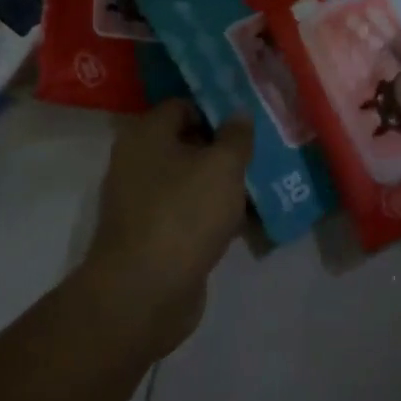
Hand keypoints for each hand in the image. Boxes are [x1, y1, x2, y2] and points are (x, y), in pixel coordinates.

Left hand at [82, 98, 251, 358]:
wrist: (144, 295)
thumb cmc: (183, 215)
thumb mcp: (223, 166)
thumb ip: (236, 135)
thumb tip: (239, 113)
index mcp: (146, 135)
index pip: (183, 105)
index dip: (217, 108)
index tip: (250, 120)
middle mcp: (138, 163)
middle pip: (188, 144)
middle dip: (225, 148)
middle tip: (262, 151)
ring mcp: (143, 202)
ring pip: (191, 181)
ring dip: (223, 184)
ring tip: (262, 184)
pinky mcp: (154, 236)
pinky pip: (189, 213)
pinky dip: (214, 214)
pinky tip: (246, 220)